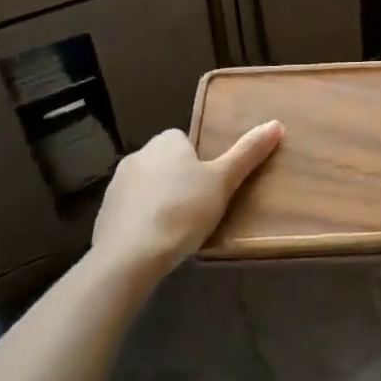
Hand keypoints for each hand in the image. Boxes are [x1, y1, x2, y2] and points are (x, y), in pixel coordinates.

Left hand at [91, 122, 282, 276]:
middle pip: (166, 163)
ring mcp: (117, 186)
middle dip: (179, 180)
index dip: (199, 161)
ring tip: (179, 228)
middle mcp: (138, 156)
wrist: (129, 257)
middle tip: (200, 207)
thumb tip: (276, 124)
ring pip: (147, 187)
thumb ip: (248, 153)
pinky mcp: (104, 215)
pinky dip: (142, 221)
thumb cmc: (182, 211)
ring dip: (160, 200)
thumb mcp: (223, 181)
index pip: (185, 140)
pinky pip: (131, 211)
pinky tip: (155, 242)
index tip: (210, 185)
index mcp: (166, 142)